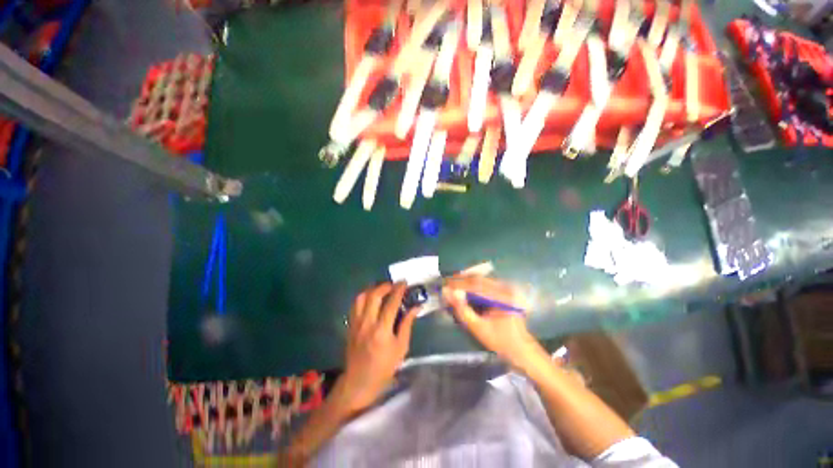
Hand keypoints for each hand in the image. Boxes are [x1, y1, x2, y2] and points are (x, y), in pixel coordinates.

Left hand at [336, 282, 418, 413]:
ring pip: (361, 297)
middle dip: (385, 286)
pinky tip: (370, 298)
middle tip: (393, 285)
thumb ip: (407, 324)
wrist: (359, 382)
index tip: (404, 282)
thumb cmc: (384, 367)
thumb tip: (416, 307)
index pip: (391, 303)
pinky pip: (355, 305)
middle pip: (374, 296)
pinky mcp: (350, 325)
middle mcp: (367, 323)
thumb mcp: (401, 347)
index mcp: (382, 330)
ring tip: (381, 289)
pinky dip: (363, 297)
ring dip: (372, 289)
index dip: (398, 290)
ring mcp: (356, 323)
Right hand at [442, 276, 544, 370]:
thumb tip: (447, 292)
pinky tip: (464, 288)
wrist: (521, 348)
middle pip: (477, 278)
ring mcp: (506, 288)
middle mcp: (505, 288)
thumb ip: (462, 309)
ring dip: (465, 281)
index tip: (443, 284)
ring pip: (481, 279)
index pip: (474, 284)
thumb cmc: (500, 341)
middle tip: (445, 283)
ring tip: (452, 285)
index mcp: (502, 297)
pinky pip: (485, 283)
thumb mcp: (478, 328)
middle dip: (460, 280)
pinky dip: (472, 285)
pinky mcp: (505, 290)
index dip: (457, 283)